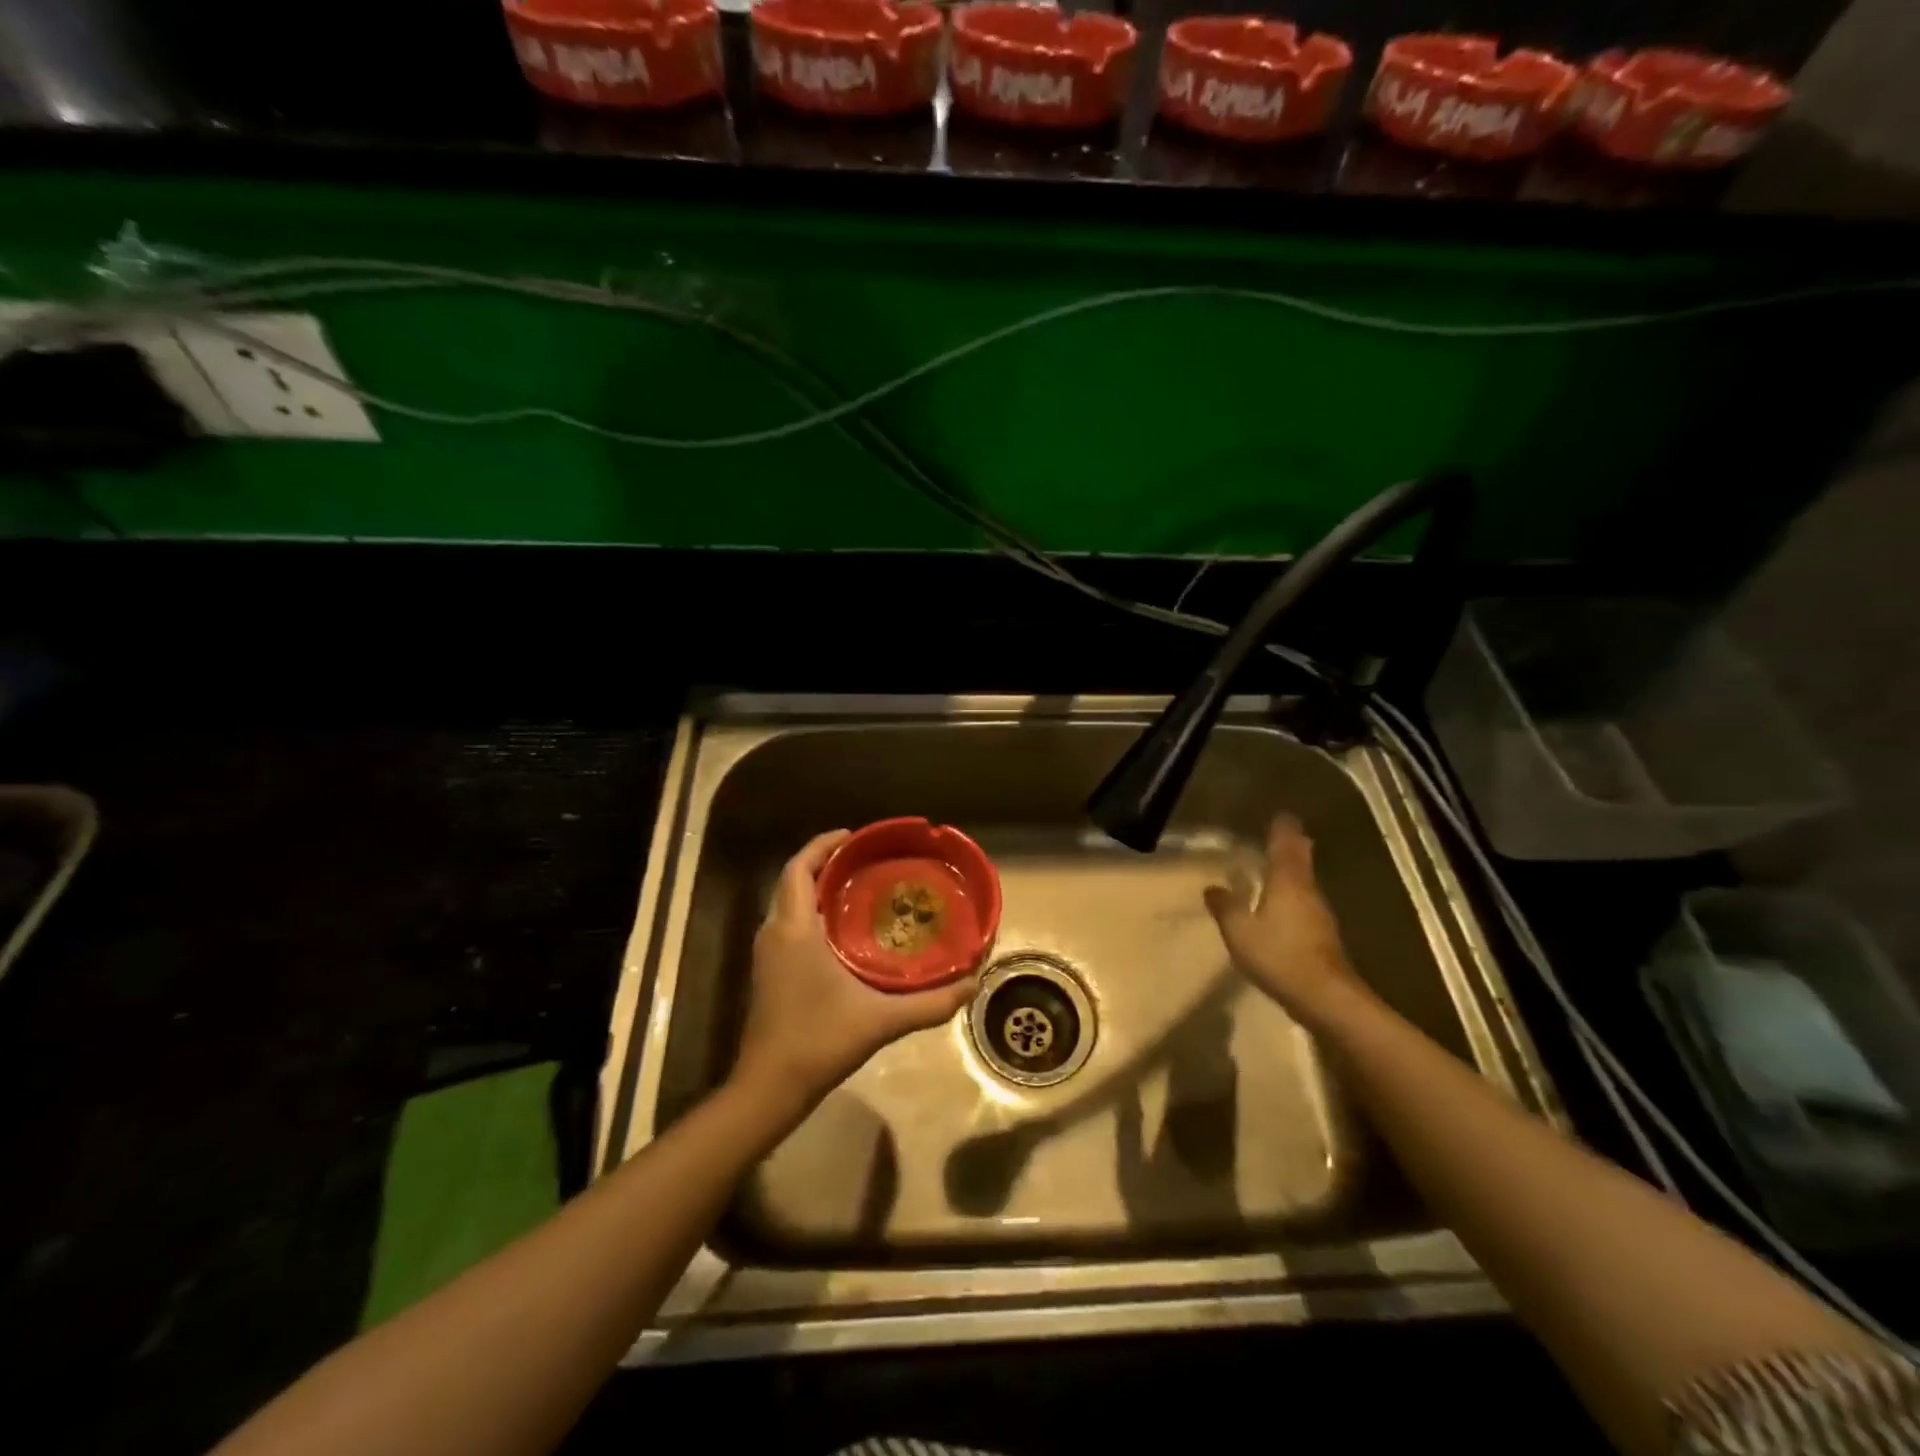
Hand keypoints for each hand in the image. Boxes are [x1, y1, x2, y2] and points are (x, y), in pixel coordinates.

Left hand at [732, 830, 979, 1113]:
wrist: (769, 1088)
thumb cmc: (819, 1041)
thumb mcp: (881, 1020)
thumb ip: (930, 1003)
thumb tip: (973, 983)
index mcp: (794, 930)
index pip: (798, 868)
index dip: (822, 845)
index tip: (853, 835)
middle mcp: (775, 933)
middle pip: (793, 880)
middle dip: (824, 863)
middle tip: (866, 860)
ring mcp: (768, 954)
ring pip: (789, 904)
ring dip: (817, 888)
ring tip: (859, 887)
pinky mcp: (769, 972)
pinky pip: (789, 925)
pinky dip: (811, 913)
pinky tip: (843, 931)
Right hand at [1204, 816, 1360, 1018]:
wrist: (1325, 998)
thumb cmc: (1279, 955)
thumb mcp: (1240, 931)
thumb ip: (1225, 907)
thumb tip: (1212, 887)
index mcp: (1287, 882)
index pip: (1285, 846)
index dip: (1282, 829)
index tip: (1281, 815)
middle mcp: (1307, 891)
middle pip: (1301, 861)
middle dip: (1293, 846)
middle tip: (1284, 834)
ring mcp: (1319, 914)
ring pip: (1305, 882)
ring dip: (1294, 871)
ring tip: (1279, 866)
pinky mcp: (1323, 936)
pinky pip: (1305, 904)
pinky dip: (1294, 895)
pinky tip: (1283, 905)